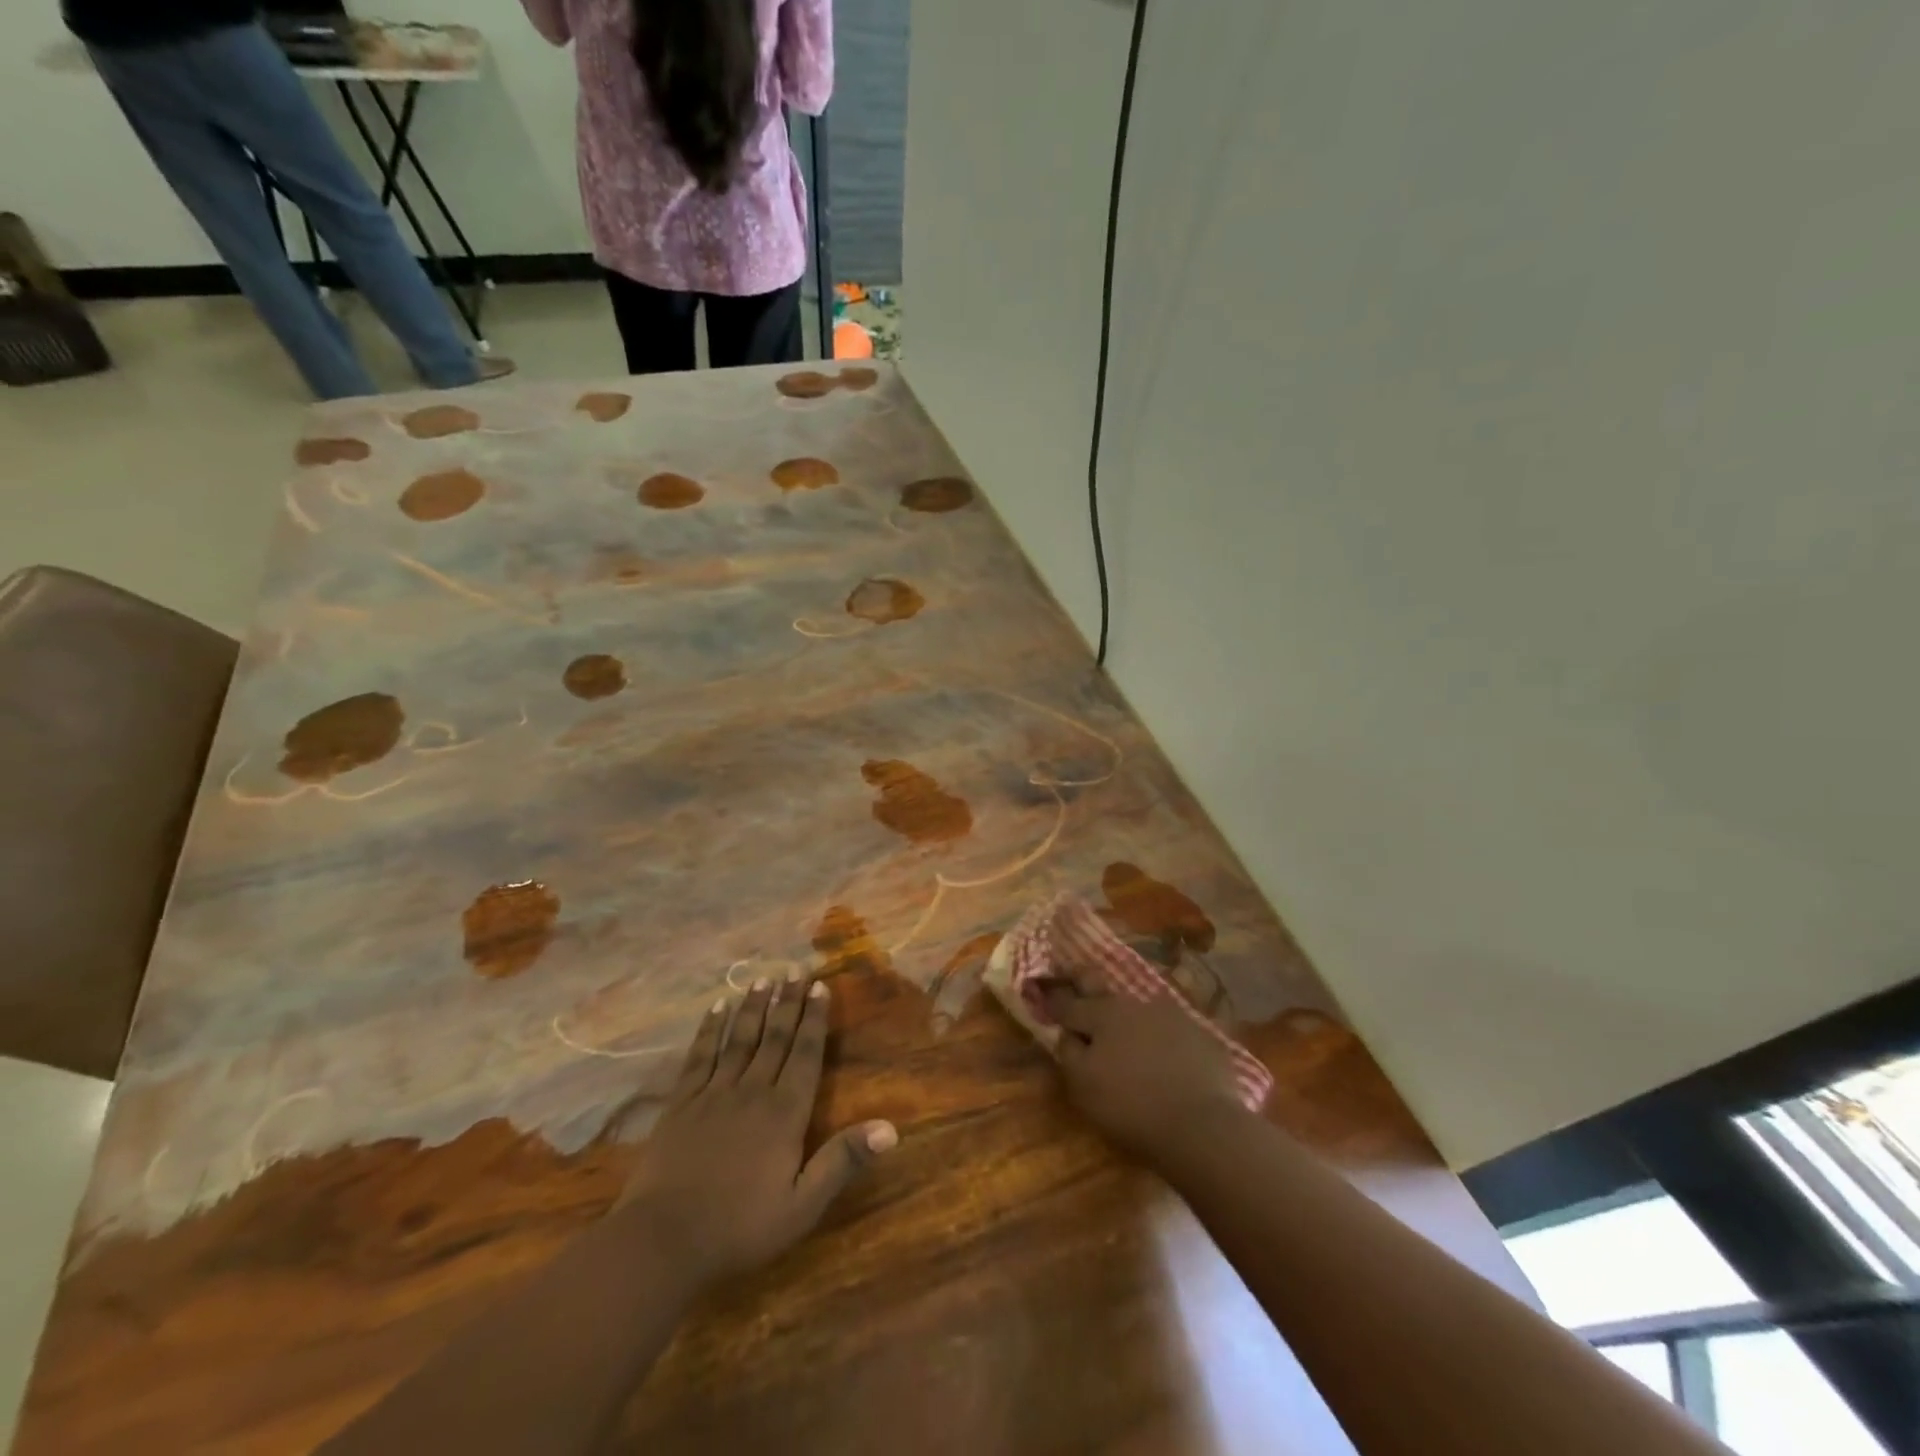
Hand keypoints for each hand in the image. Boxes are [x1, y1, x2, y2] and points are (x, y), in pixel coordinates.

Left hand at [608, 973, 897, 1290]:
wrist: (662, 1241)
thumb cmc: (740, 1228)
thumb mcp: (802, 1206)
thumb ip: (842, 1162)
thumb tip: (890, 1128)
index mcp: (785, 1113)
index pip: (806, 1054)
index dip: (815, 1019)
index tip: (821, 986)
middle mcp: (752, 1091)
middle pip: (775, 1037)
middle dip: (788, 1001)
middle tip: (796, 968)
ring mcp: (713, 1093)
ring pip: (739, 1039)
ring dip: (753, 1007)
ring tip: (763, 978)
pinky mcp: (682, 1102)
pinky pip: (700, 1055)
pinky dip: (710, 1029)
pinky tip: (716, 1008)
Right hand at [1040, 965, 1249, 1163]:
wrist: (1203, 1126)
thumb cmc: (1132, 1107)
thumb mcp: (1083, 1087)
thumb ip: (1068, 1053)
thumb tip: (1066, 1034)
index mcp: (1101, 1014)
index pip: (1068, 1003)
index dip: (1052, 999)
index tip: (1040, 992)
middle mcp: (1134, 1004)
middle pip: (1103, 991)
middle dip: (1084, 983)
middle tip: (1075, 979)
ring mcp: (1171, 1015)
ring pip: (1139, 1008)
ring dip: (1127, 1016)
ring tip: (1124, 1030)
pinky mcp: (1200, 1033)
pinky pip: (1171, 1028)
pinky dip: (1161, 1036)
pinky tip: (1163, 1055)